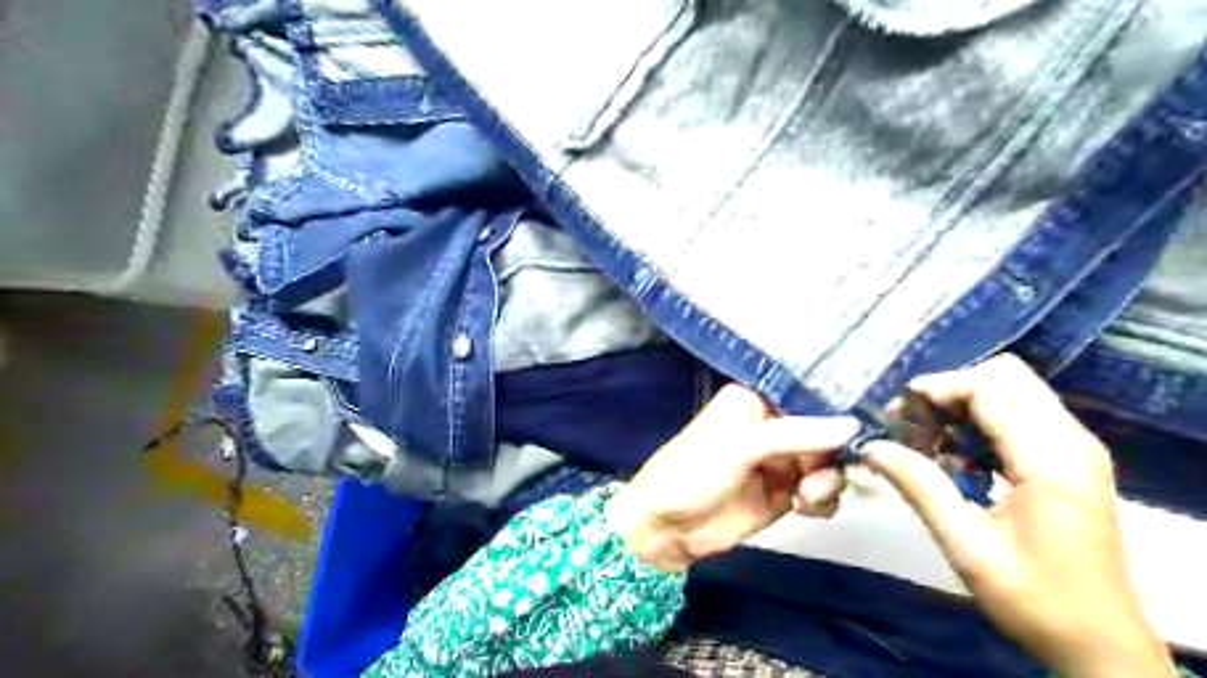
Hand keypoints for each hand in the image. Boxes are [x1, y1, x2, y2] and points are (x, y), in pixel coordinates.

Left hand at [603, 384, 857, 568]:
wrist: (667, 528)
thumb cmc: (694, 471)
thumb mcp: (742, 445)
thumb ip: (798, 434)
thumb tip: (853, 424)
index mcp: (755, 400)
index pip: (806, 395)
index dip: (835, 408)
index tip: (867, 421)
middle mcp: (771, 425)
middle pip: (824, 432)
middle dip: (834, 453)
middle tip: (835, 473)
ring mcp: (779, 461)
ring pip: (826, 463)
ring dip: (828, 480)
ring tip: (807, 496)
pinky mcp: (783, 494)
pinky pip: (819, 492)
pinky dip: (822, 500)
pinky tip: (806, 507)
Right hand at [864, 354, 1175, 677]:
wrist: (1100, 646)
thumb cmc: (1034, 600)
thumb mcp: (965, 545)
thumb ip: (919, 486)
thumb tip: (871, 446)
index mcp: (1051, 461)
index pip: (989, 388)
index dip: (936, 389)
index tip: (896, 414)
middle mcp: (1071, 441)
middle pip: (1005, 376)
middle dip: (949, 390)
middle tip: (911, 423)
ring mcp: (1075, 449)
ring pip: (1012, 391)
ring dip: (962, 404)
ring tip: (927, 439)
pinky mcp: (1070, 460)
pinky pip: (1020, 415)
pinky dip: (980, 421)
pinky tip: (956, 455)